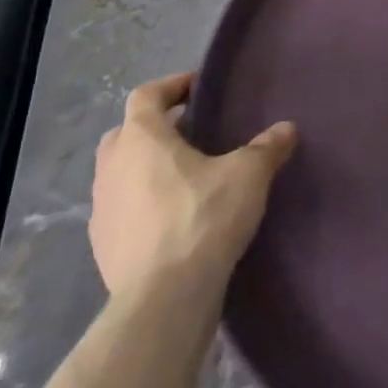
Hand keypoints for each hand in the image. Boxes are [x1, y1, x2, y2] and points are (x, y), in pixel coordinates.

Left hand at [89, 72, 296, 298]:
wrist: (164, 301)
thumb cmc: (203, 218)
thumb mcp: (248, 174)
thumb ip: (267, 147)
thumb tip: (286, 129)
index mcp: (141, 138)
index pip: (146, 95)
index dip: (172, 86)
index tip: (199, 89)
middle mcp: (112, 168)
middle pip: (126, 133)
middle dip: (154, 128)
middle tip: (191, 132)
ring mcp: (101, 211)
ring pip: (120, 174)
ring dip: (145, 169)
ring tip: (185, 177)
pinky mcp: (102, 250)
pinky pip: (121, 212)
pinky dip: (141, 206)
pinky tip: (173, 220)